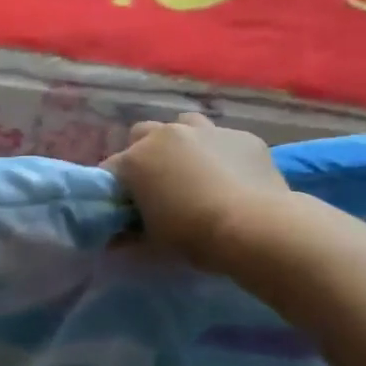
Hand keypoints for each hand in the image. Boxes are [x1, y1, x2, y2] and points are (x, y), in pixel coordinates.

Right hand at [104, 113, 288, 269]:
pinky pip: (224, 139)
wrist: (255, 228)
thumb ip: (129, 234)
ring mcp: (207, 131)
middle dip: (145, 151)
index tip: (124, 203)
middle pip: (142, 134)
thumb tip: (114, 239)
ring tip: (193, 168)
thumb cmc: (192, 235)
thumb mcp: (152, 241)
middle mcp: (166, 135)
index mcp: (136, 159)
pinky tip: (232, 175)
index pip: (111, 168)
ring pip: (184, 124)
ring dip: (182, 142)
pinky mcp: (242, 137)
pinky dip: (221, 153)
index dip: (115, 185)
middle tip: (157, 180)